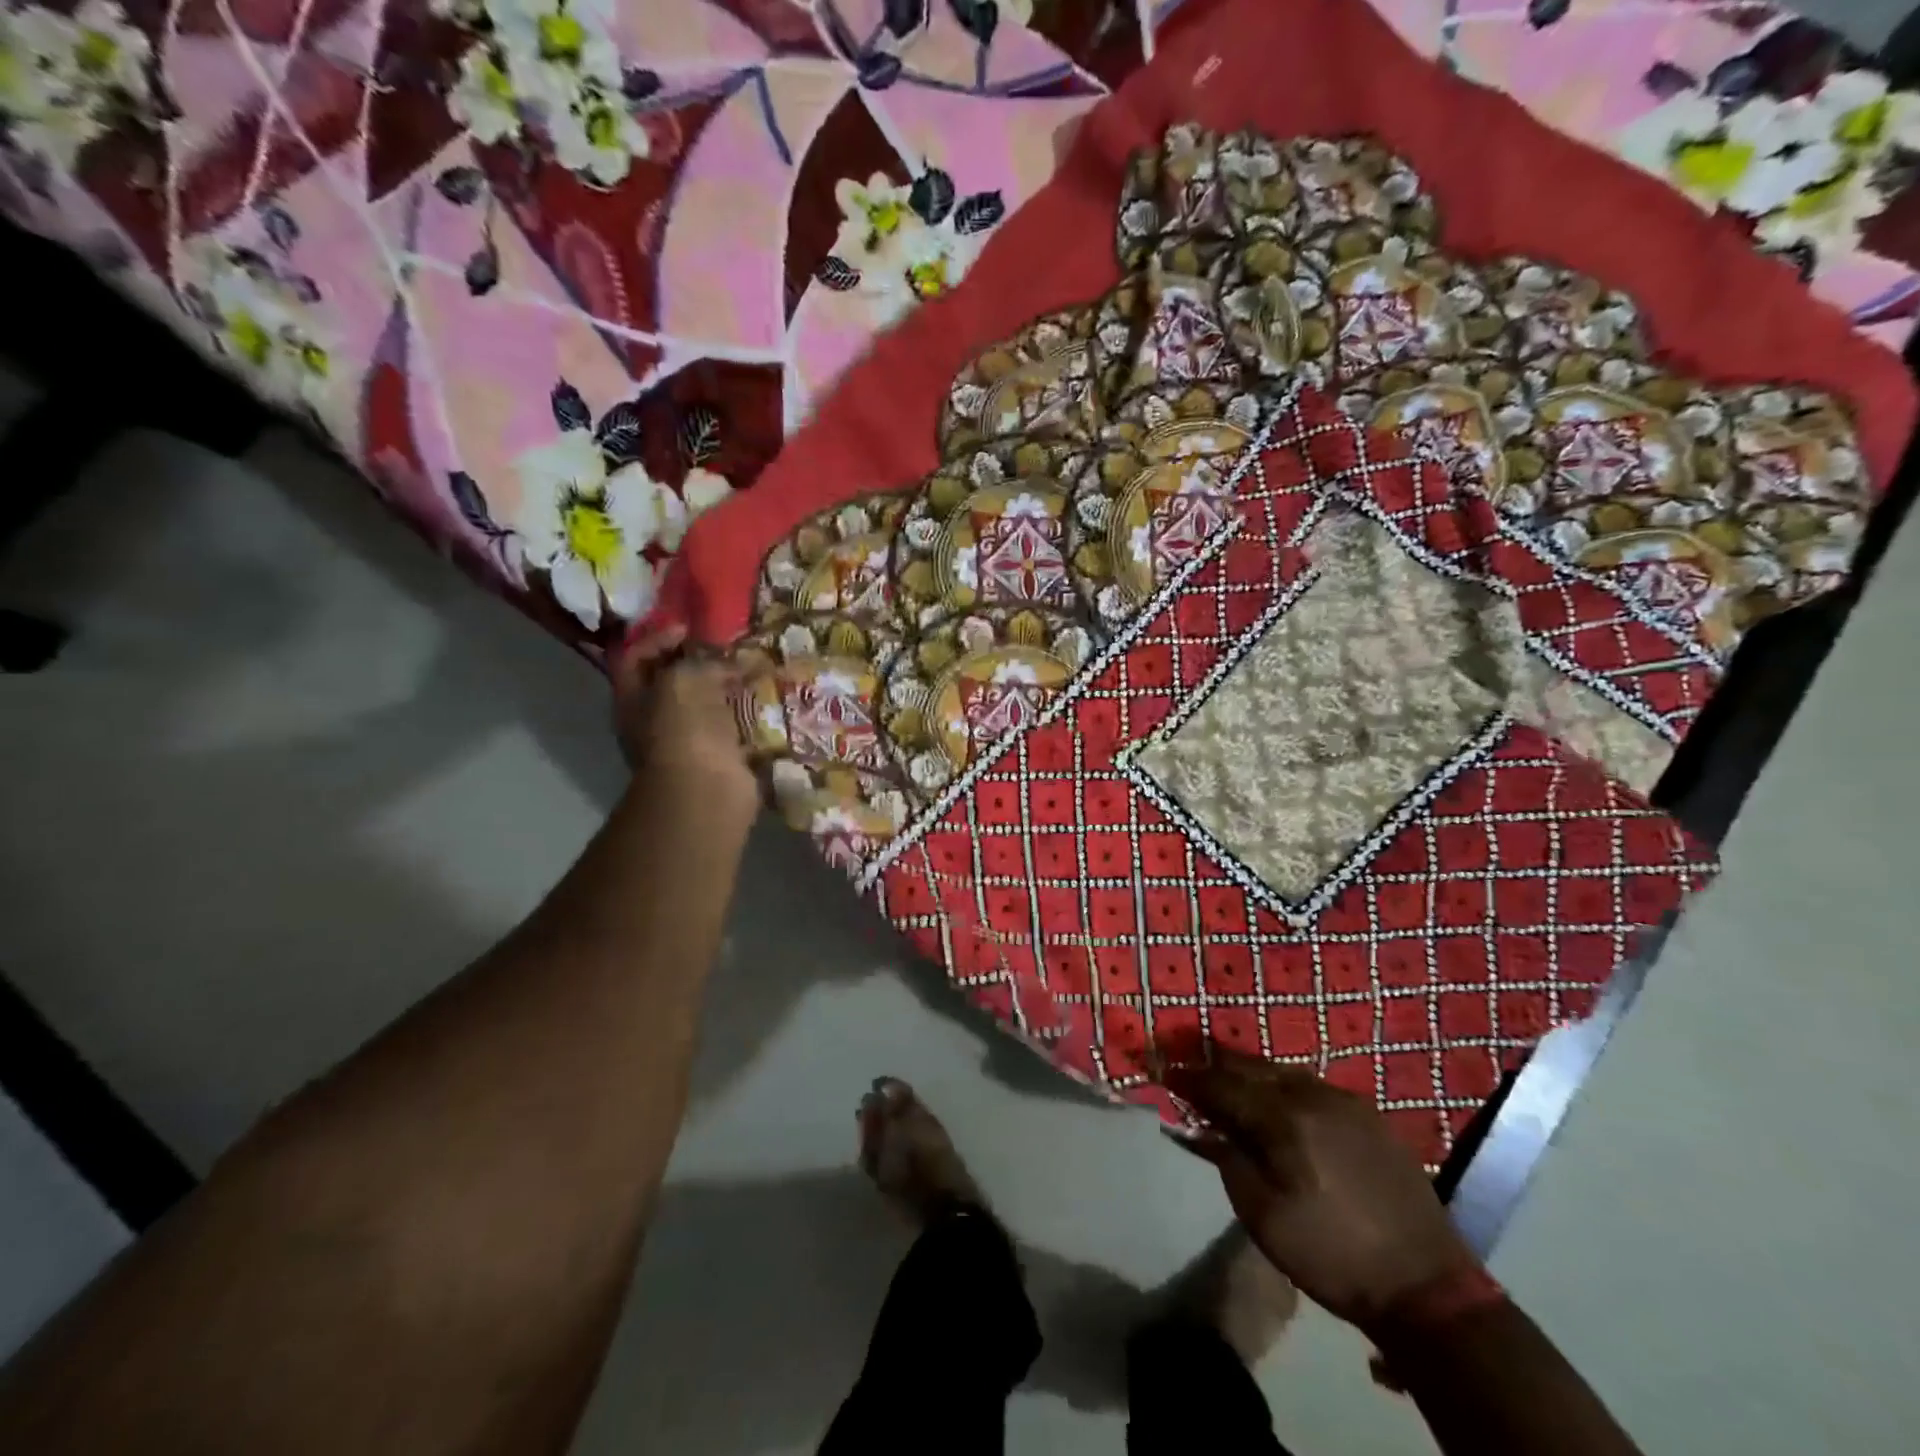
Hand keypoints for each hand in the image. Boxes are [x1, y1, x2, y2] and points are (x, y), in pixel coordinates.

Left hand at [611, 625, 756, 811]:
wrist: (706, 791)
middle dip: (698, 662)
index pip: (636, 657)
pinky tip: (762, 699)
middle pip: (673, 681)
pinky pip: (731, 727)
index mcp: (632, 699)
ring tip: (750, 669)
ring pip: (705, 704)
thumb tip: (726, 660)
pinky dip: (745, 713)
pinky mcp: (719, 758)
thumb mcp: (684, 679)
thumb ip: (700, 660)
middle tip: (727, 646)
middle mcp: (654, 720)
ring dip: (725, 687)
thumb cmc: (683, 729)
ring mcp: (687, 741)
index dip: (658, 637)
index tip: (689, 628)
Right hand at [1166, 1054, 1480, 1333]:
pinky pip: (1313, 1086)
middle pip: (1253, 1066)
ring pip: (1284, 1071)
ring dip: (1253, 1073)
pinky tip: (1282, 1101)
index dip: (1191, 1079)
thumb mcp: (1263, 1217)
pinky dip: (1286, 1086)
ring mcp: (1346, 1102)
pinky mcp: (1370, 1116)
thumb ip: (1228, 1161)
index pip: (1223, 1085)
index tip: (1165, 1072)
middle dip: (1219, 1065)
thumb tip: (1202, 1127)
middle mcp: (1312, 1096)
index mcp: (1283, 1119)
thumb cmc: (1332, 1254)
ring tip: (1232, 1080)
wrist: (1425, 1286)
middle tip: (1192, 1066)